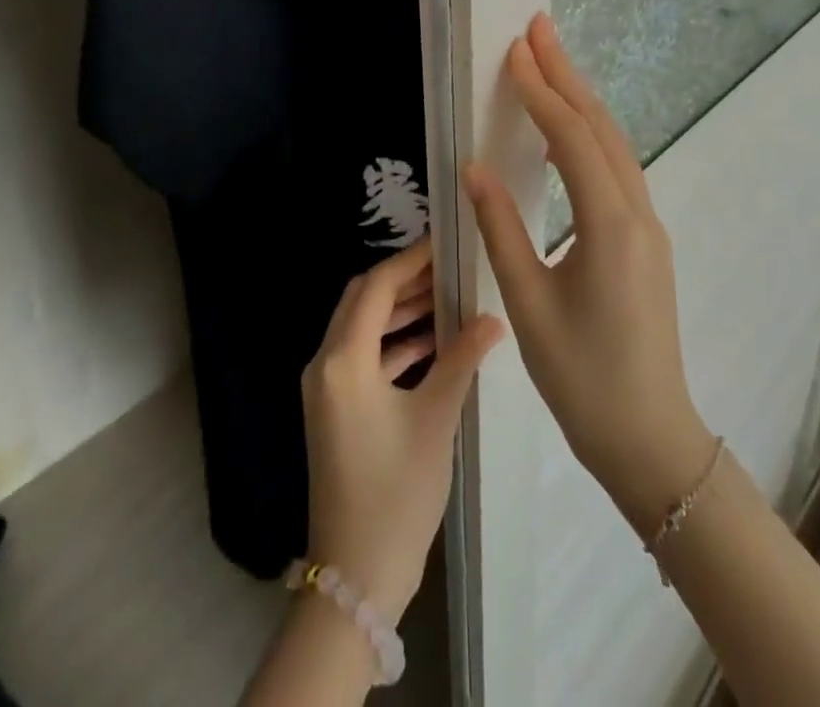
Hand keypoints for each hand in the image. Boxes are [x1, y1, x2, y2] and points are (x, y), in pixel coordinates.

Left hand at [301, 241, 503, 621]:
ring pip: (362, 327)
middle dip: (404, 281)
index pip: (375, 287)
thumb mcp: (435, 420)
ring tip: (447, 299)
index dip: (409, 261)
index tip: (443, 244)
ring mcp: (326, 387)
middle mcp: (325, 363)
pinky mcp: (334, 407)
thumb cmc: (396, 493)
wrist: (356, 576)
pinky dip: (393, 343)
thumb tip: (493, 319)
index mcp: (343, 360)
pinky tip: (432, 343)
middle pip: (362, 300)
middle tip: (448, 269)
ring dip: (399, 311)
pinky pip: (362, 356)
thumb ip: (461, 360)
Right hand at [462, 14, 718, 535]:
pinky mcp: (645, 241)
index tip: (516, 50)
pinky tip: (568, 131)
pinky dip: (591, 134)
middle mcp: (637, 214)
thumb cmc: (581, 376)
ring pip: (615, 145)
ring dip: (581, 100)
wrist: (649, 437)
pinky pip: (618, 169)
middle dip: (568, 74)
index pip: (572, 139)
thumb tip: (474, 166)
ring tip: (550, 63)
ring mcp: (649, 227)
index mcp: (610, 226)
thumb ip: (500, 228)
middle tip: (539, 28)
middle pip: (601, 127)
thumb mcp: (528, 304)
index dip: (542, 91)